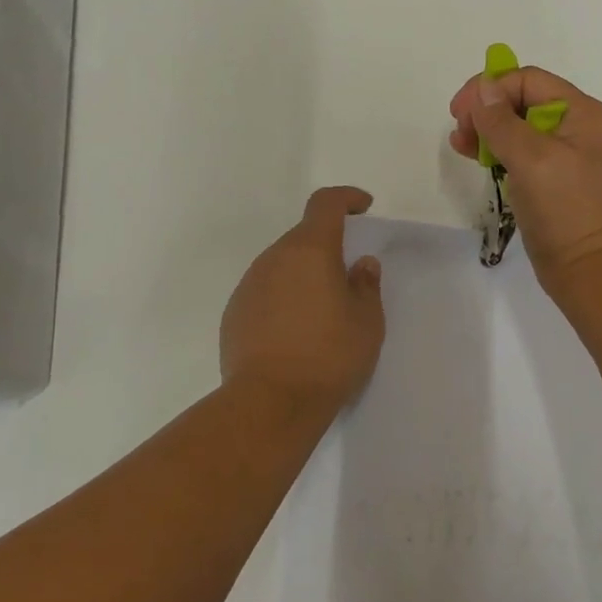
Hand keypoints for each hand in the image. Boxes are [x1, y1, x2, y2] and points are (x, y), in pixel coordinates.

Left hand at [220, 187, 384, 415]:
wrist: (270, 403)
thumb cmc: (329, 356)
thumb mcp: (367, 322)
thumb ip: (366, 286)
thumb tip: (361, 265)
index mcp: (310, 250)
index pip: (325, 203)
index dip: (346, 198)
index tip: (363, 207)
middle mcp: (274, 258)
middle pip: (303, 237)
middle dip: (327, 247)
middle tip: (348, 278)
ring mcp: (249, 285)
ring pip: (282, 266)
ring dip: (303, 275)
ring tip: (322, 312)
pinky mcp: (234, 313)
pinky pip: (265, 292)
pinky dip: (283, 299)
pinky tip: (295, 334)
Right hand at [448, 66, 601, 290]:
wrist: (585, 267)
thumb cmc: (562, 207)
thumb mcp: (530, 157)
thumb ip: (501, 120)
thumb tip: (482, 87)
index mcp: (582, 112)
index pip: (529, 80)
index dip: (491, 89)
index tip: (459, 111)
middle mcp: (576, 125)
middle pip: (521, 99)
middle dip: (486, 109)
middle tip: (459, 128)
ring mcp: (564, 151)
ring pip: (516, 124)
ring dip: (486, 128)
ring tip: (460, 143)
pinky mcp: (550, 175)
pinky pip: (518, 149)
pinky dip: (495, 148)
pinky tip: (472, 154)